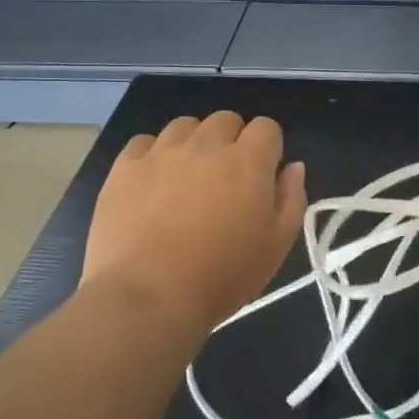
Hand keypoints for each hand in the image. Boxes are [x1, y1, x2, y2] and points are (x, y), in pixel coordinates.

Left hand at [82, 112, 306, 336]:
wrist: (148, 298)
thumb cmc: (223, 276)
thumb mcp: (276, 245)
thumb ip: (291, 199)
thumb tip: (293, 167)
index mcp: (248, 161)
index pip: (267, 127)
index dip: (268, 147)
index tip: (263, 174)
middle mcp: (206, 145)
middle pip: (226, 120)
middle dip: (232, 140)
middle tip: (226, 178)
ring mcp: (162, 152)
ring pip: (184, 125)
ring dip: (193, 142)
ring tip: (188, 176)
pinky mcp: (125, 168)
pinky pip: (143, 142)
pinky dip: (153, 154)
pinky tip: (153, 181)